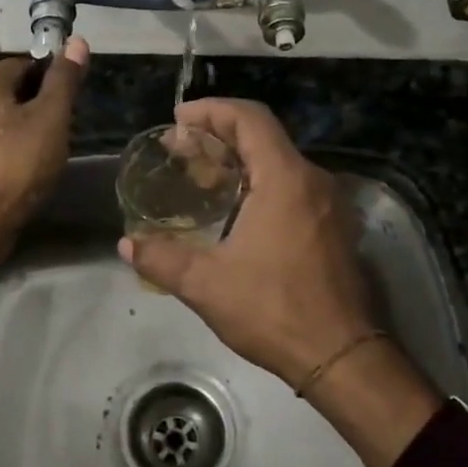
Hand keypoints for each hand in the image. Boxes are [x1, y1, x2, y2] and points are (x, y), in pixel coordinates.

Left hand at [0, 37, 88, 312]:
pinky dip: (8, 151)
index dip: (52, 82)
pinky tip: (24, 171)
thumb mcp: (50, 117)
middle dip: (38, 108)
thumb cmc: (15, 164)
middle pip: (10, 92)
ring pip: (0, 120)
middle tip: (60, 133)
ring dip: (24, 131)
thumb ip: (64, 80)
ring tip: (46, 155)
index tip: (69, 107)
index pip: (25, 65)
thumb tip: (77, 41)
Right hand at [119, 97, 374, 386]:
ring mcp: (329, 204)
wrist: (340, 355)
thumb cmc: (274, 311)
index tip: (179, 120)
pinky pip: (294, 186)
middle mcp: (313, 180)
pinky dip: (260, 182)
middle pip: (264, 136)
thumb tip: (127, 245)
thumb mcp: (206, 285)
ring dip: (240, 161)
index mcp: (285, 179)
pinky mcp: (335, 227)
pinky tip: (235, 209)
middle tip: (181, 151)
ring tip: (202, 178)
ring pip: (280, 162)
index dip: (211, 111)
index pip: (249, 119)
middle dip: (219, 136)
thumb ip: (162, 258)